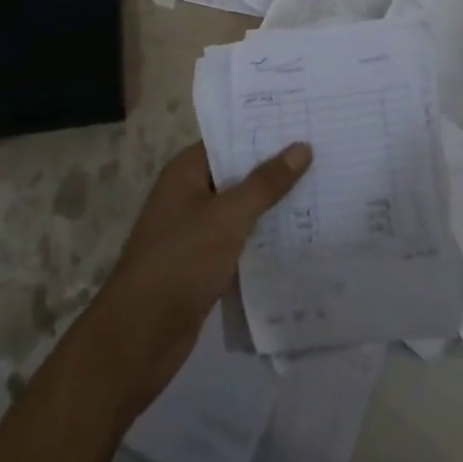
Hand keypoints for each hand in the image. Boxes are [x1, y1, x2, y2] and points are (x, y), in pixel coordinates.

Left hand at [76, 140, 310, 412]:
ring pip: (241, 208)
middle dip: (275, 168)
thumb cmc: (179, 263)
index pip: (230, 139)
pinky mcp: (203, 264)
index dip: (265, 131)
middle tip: (324, 154)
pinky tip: (300, 236)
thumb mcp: (227, 218)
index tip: (305, 122)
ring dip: (273, 204)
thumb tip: (302, 147)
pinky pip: (240, 240)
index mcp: (186, 172)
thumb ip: (265, 183)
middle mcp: (189, 194)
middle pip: (238, 173)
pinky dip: (263, 237)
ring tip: (322, 190)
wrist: (138, 339)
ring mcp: (195, 231)